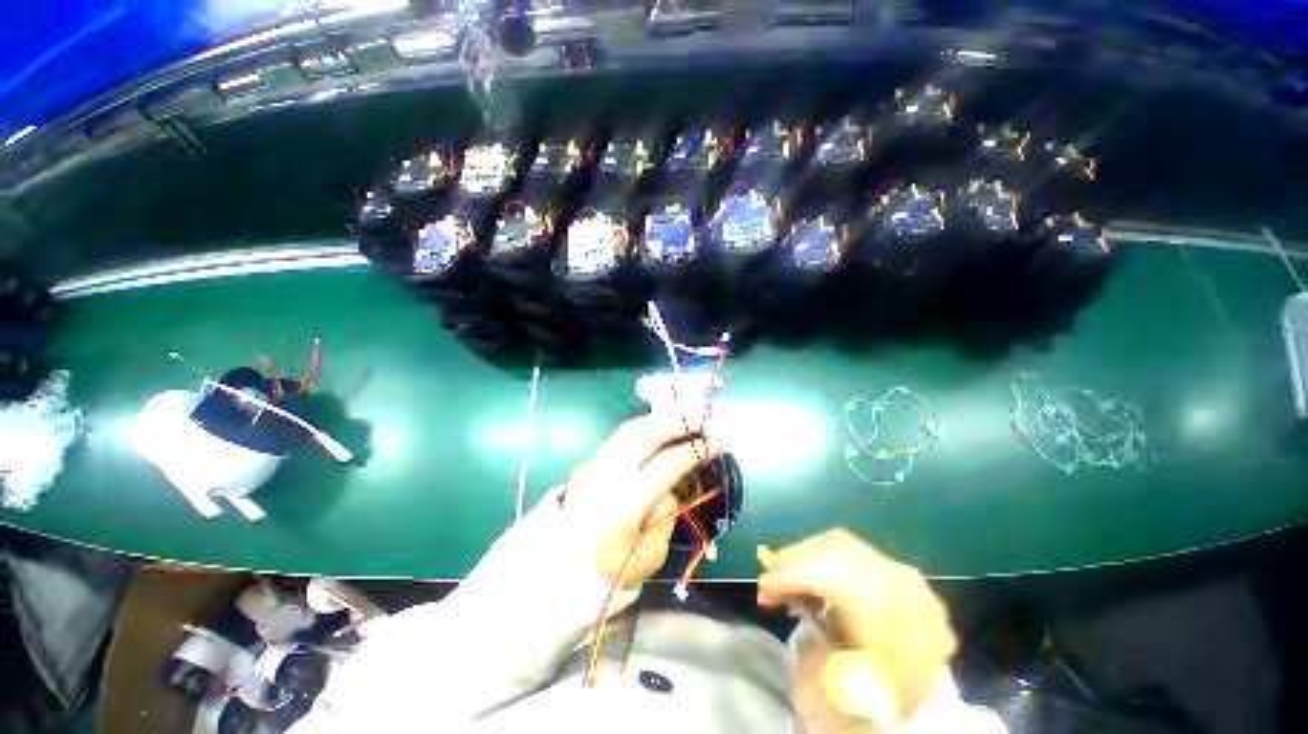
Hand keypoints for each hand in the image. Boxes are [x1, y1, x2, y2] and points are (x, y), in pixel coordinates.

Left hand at [560, 413, 716, 586]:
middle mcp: (607, 476)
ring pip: (630, 428)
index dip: (694, 451)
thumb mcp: (650, 556)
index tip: (716, 443)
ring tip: (685, 420)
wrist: (561, 569)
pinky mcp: (590, 461)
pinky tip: (660, 431)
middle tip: (704, 419)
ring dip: (661, 420)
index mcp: (625, 505)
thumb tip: (672, 486)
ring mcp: (594, 465)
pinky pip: (621, 436)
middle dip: (678, 422)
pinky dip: (645, 427)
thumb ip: (666, 516)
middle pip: (643, 434)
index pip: (665, 465)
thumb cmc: (609, 570)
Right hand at [758, 529, 956, 723]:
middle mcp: (901, 582)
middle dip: (795, 558)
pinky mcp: (907, 578)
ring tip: (791, 577)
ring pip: (846, 544)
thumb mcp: (843, 686)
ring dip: (810, 556)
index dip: (788, 577)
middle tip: (770, 579)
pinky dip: (830, 561)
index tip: (762, 593)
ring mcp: (907, 576)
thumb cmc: (884, 701)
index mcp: (891, 611)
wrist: (936, 715)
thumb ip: (808, 638)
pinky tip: (820, 580)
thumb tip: (786, 598)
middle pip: (836, 547)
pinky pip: (858, 554)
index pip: (827, 574)